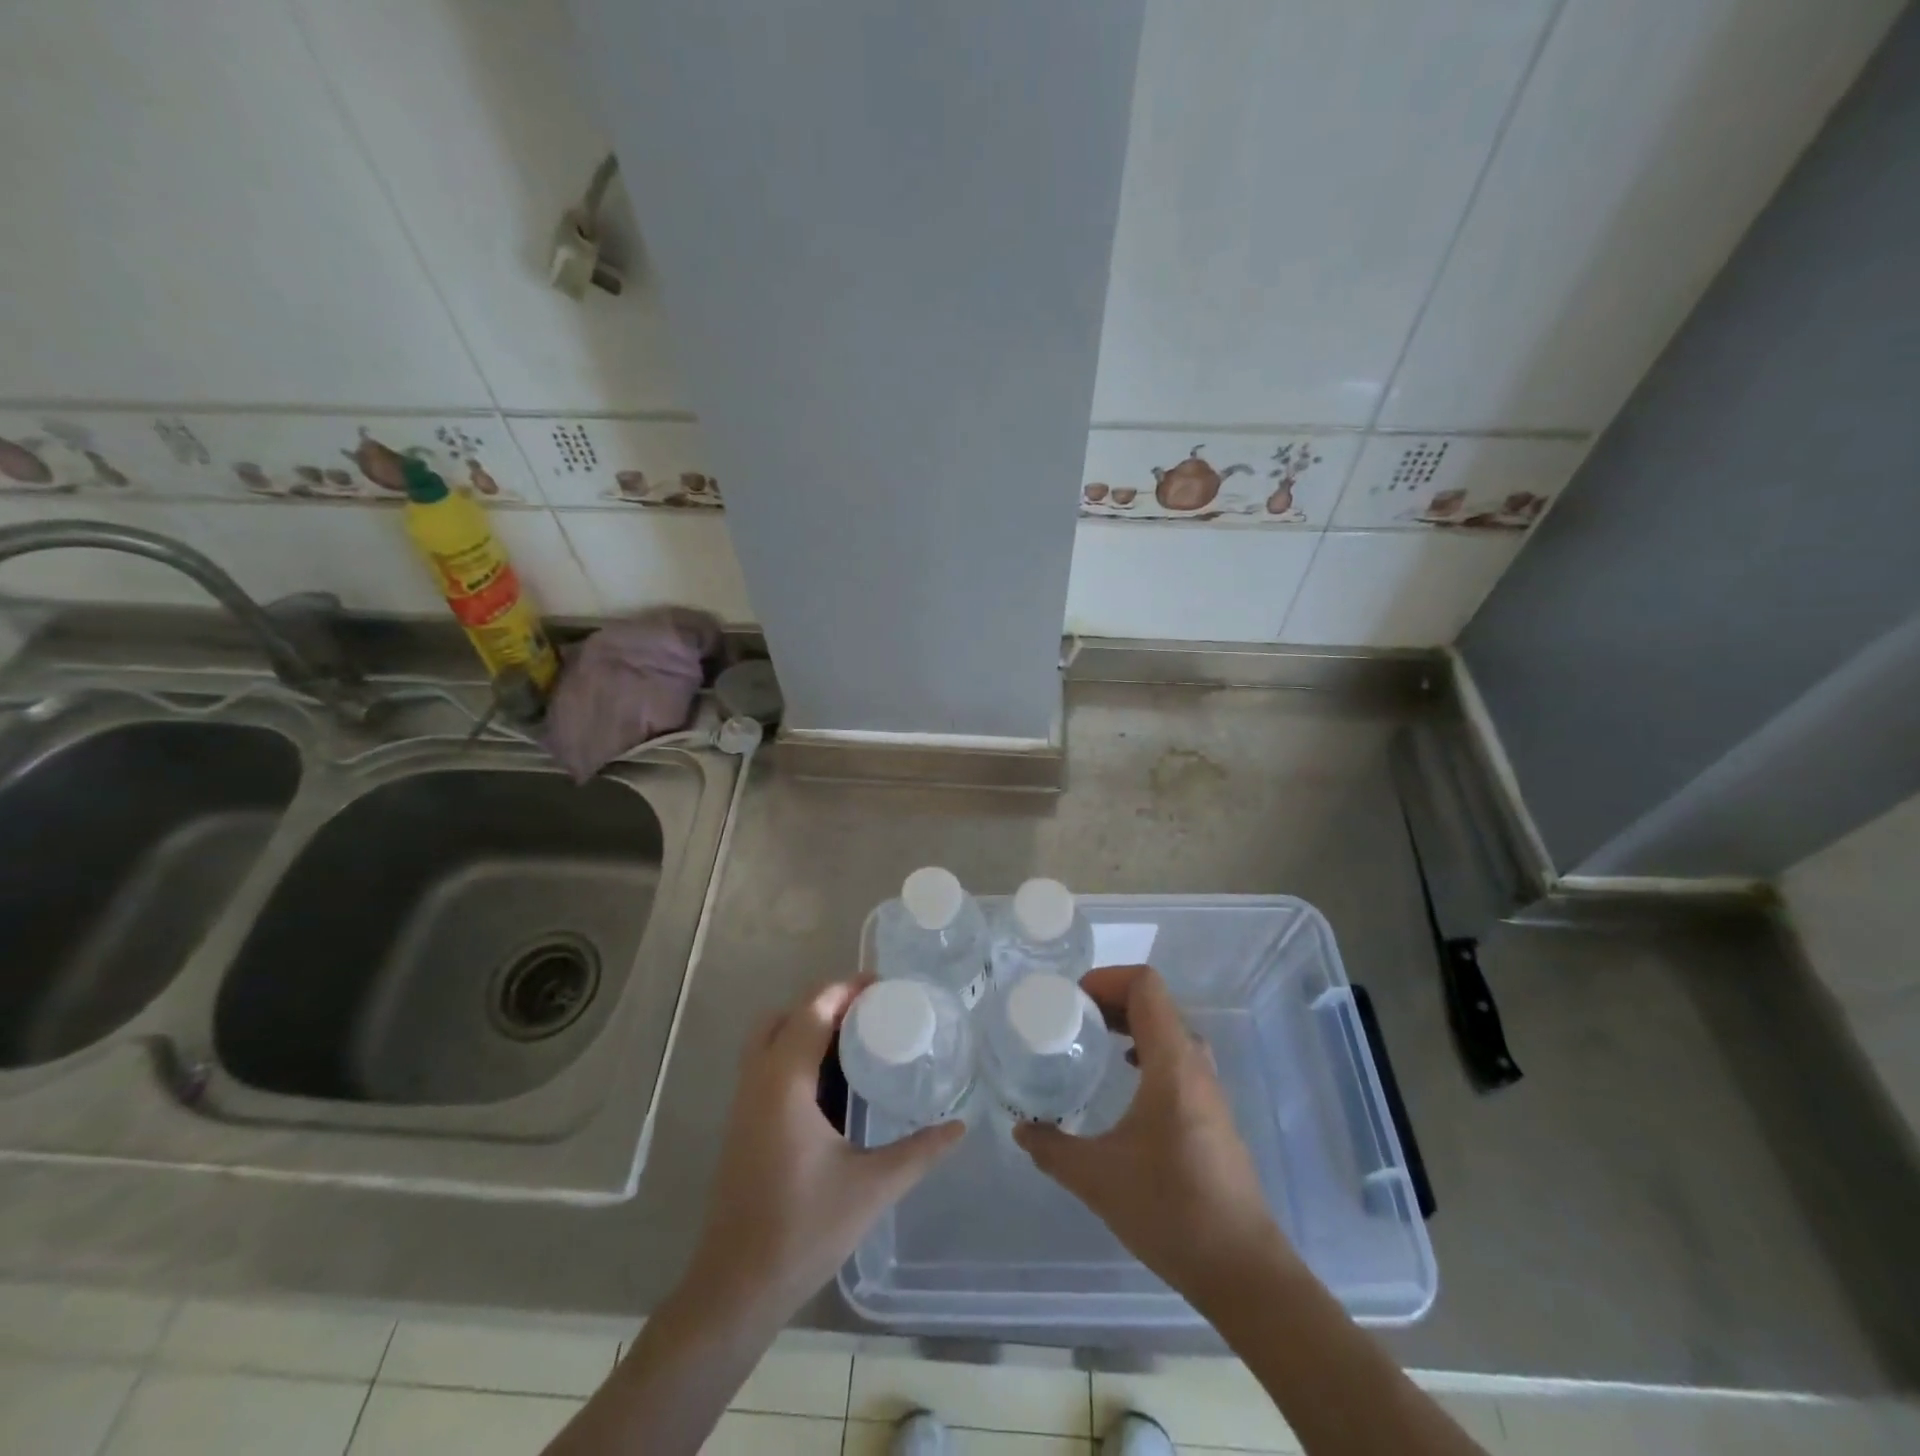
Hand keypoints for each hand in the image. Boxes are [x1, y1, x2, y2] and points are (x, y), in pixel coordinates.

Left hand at [684, 978, 964, 1322]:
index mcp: (785, 1081)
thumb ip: (919, 1151)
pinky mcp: (743, 1123)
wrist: (737, 1287)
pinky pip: (768, 1065)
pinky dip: (797, 1053)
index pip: (813, 1009)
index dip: (846, 989)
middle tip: (870, 1012)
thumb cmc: (803, 1229)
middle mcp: (759, 1080)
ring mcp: (745, 1102)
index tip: (883, 987)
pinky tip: (834, 1082)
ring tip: (857, 1038)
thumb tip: (960, 1126)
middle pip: (787, 1015)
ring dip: (809, 1027)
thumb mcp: (872, 1187)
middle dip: (826, 1003)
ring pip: (772, 1039)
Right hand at [1014, 965, 1296, 1307]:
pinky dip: (1147, 1048)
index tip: (1071, 1000)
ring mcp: (1209, 1088)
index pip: (1145, 986)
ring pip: (1169, 1029)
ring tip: (1094, 1040)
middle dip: (1112, 998)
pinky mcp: (1212, 1111)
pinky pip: (1177, 1056)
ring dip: (1131, 1023)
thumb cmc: (1170, 1210)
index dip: (1106, 979)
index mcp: (1172, 1062)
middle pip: (1156, 1002)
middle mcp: (1195, 1064)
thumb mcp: (1097, 1178)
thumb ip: (1052, 1148)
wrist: (1242, 1268)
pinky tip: (1125, 1078)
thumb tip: (1021, 1128)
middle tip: (1073, 1017)